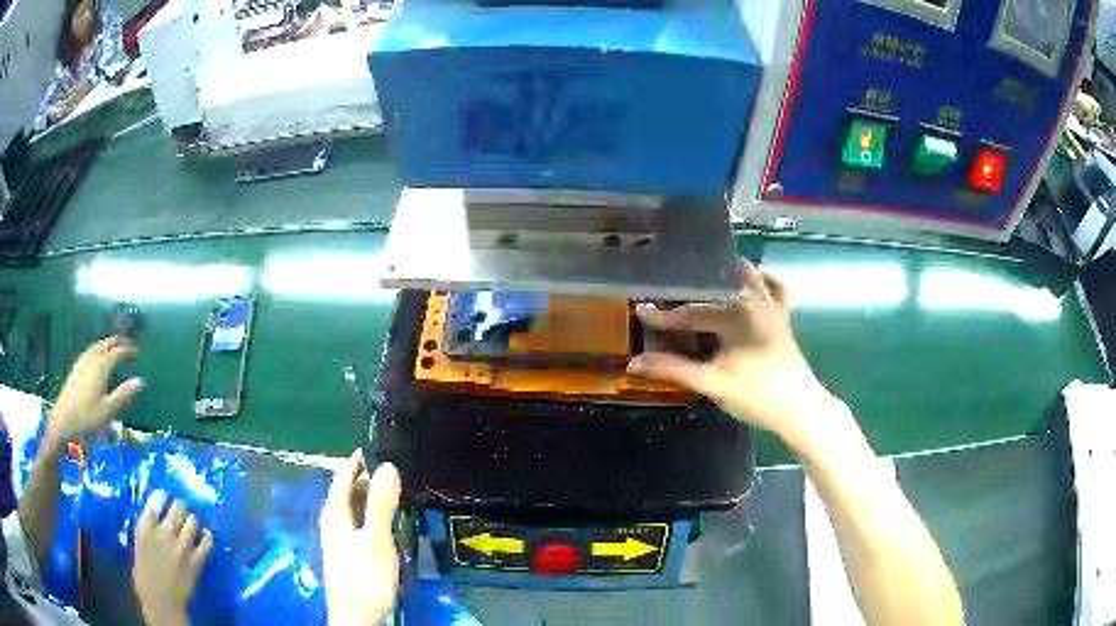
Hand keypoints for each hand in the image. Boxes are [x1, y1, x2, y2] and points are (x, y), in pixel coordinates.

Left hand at [49, 336, 141, 444]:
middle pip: (105, 344)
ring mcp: (82, 363)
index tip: (137, 353)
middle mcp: (92, 360)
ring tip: (113, 346)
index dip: (128, 350)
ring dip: (106, 343)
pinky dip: (97, 349)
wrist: (63, 421)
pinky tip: (96, 356)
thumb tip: (140, 381)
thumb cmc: (87, 419)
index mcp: (101, 367)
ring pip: (96, 346)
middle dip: (117, 342)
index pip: (117, 352)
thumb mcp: (108, 411)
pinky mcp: (76, 369)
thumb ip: (123, 395)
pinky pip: (89, 351)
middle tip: (127, 344)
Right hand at [134, 490, 213, 625]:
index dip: (162, 497)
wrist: (161, 602)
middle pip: (177, 507)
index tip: (164, 497)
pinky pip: (206, 542)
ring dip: (192, 520)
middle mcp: (164, 532)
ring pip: (192, 520)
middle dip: (180, 507)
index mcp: (145, 528)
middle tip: (181, 510)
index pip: (156, 500)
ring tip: (192, 524)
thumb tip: (157, 522)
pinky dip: (207, 537)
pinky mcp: (196, 561)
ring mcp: (181, 547)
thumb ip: (148, 532)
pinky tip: (206, 536)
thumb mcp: (139, 546)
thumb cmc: (144, 576)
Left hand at [319, 451, 399, 625]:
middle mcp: (334, 523)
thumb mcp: (375, 540)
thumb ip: (381, 505)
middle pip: (346, 493)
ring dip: (370, 497)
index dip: (355, 461)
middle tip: (392, 466)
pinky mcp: (350, 555)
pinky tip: (388, 522)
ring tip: (394, 490)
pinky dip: (372, 515)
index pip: (341, 478)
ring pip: (353, 510)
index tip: (374, 445)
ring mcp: (341, 541)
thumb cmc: (364, 578)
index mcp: (334, 515)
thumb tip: (387, 465)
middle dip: (365, 477)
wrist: (357, 618)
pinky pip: (359, 524)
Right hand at [629, 261, 849, 458]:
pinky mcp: (782, 316)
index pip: (692, 311)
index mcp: (736, 314)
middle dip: (692, 286)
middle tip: (667, 289)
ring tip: (702, 277)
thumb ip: (673, 369)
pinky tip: (750, 281)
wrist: (799, 408)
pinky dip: (761, 279)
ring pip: (748, 275)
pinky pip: (775, 287)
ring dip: (725, 273)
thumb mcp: (712, 382)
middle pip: (717, 284)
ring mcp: (772, 306)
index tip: (639, 313)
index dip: (664, 316)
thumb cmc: (756, 395)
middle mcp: (755, 300)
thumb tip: (634, 362)